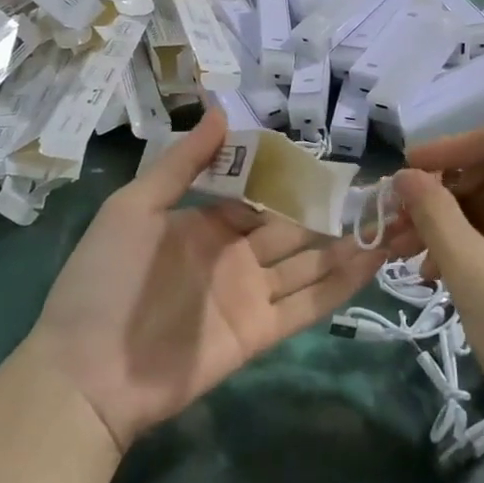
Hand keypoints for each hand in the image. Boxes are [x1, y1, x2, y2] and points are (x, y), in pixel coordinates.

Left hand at [30, 111, 401, 449]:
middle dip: (334, 209)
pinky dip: (342, 284)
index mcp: (205, 224)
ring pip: (311, 263)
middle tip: (382, 189)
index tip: (334, 161)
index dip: (294, 179)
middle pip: (293, 227)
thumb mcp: (134, 208)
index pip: (260, 195)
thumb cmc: (104, 279)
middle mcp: (234, 255)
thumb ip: (182, 164)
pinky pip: (308, 304)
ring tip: (397, 220)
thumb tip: (221, 111)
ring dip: (351, 244)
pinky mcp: (261, 331)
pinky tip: (376, 261)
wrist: (87, 372)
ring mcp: (250, 294)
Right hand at [394, 121, 483, 467]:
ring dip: (451, 224)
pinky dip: (472, 249)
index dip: (450, 147)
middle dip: (443, 193)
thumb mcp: (475, 275)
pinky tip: (438, 275)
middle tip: (396, 223)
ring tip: (408, 256)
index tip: (405, 174)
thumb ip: (435, 215)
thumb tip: (405, 176)